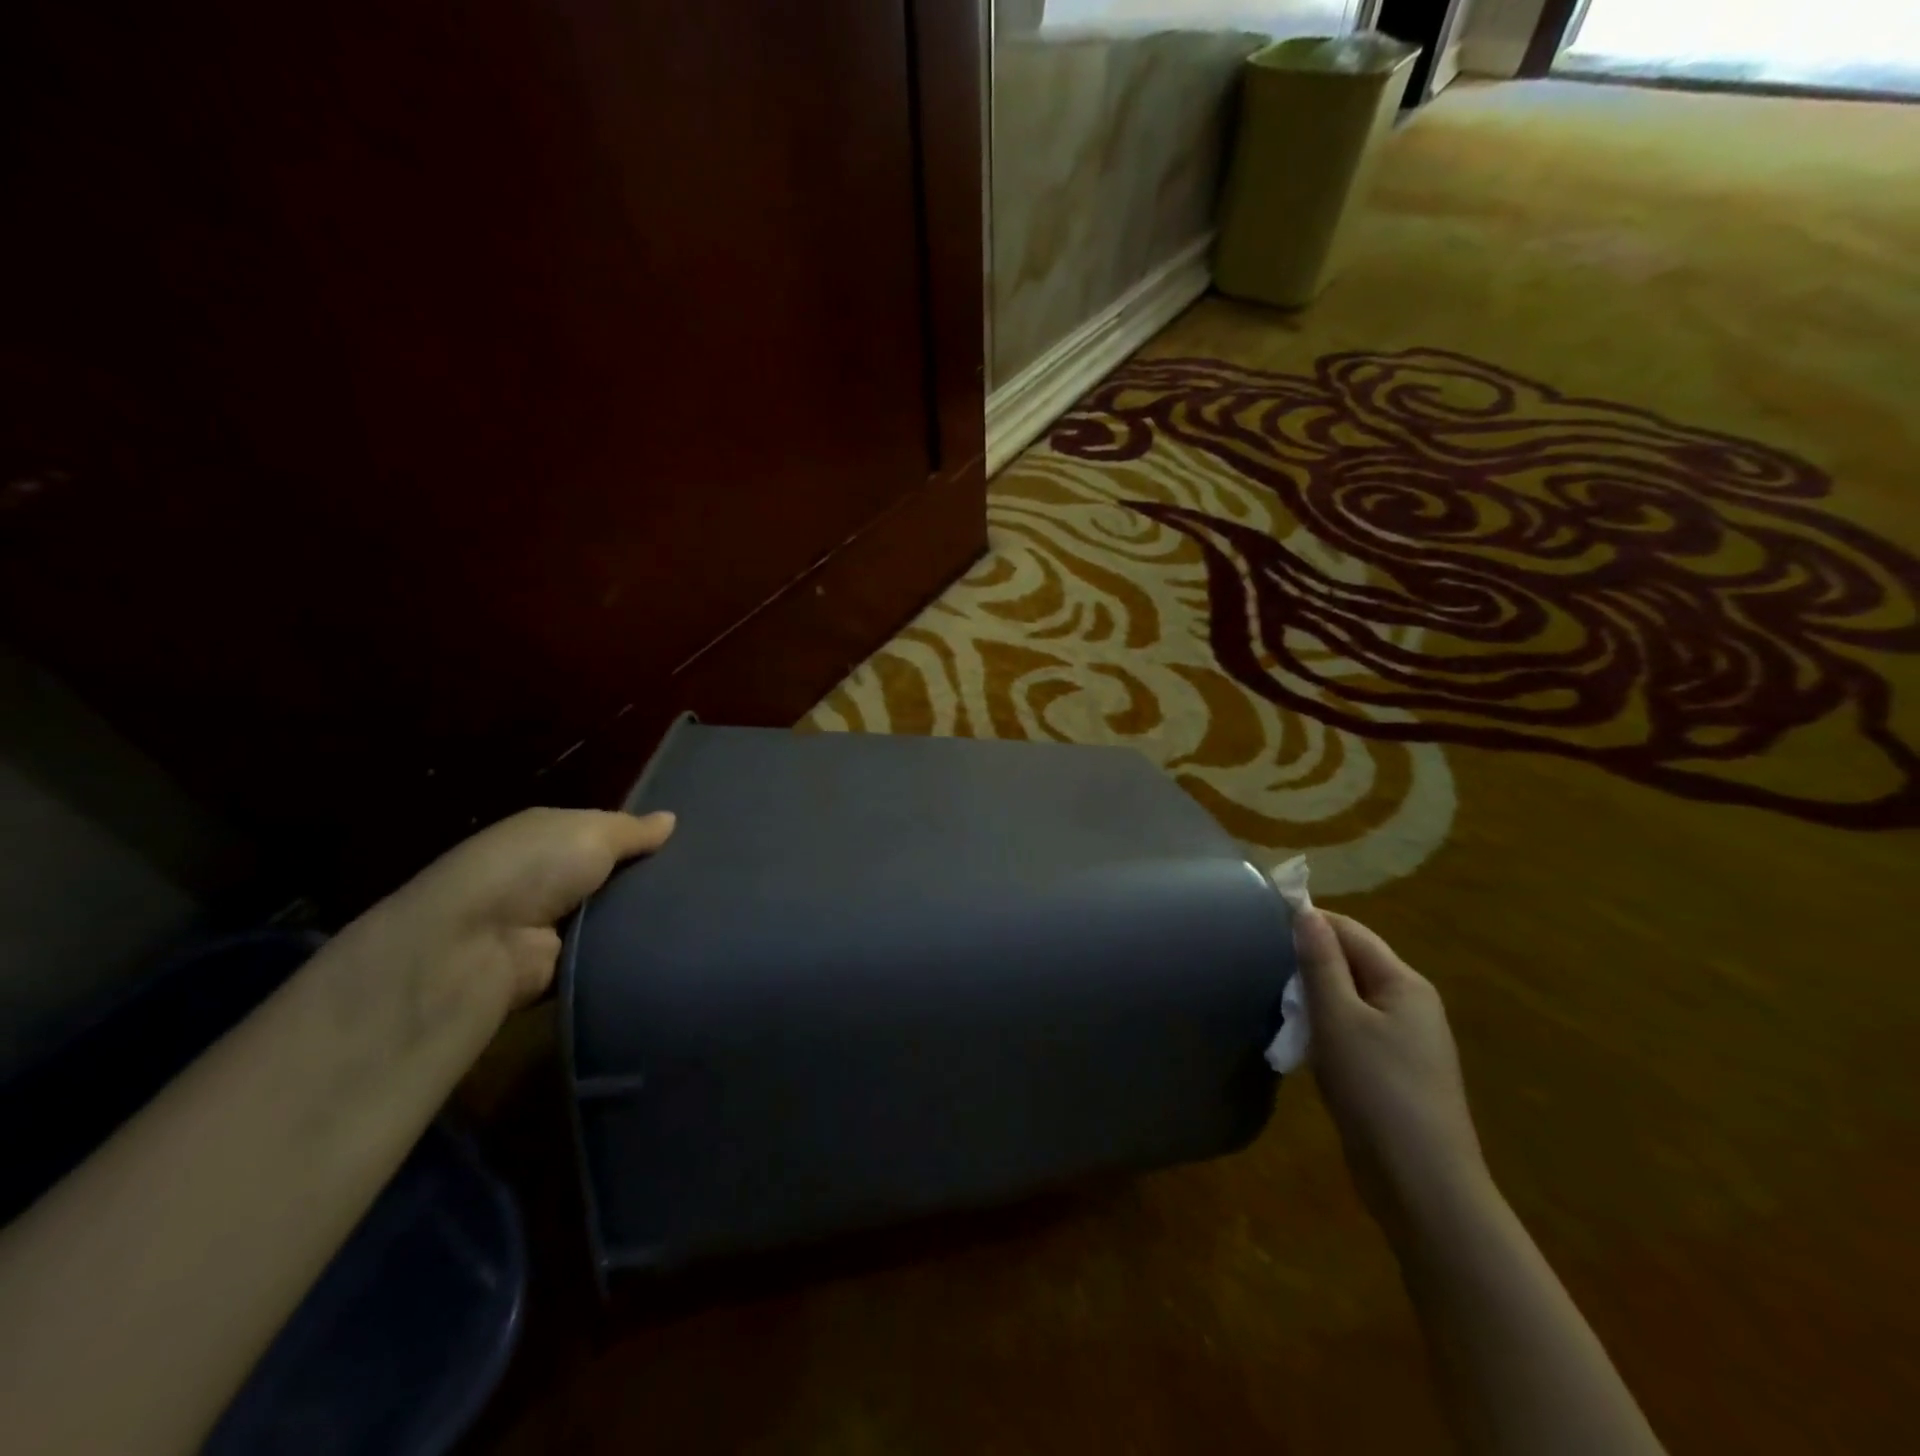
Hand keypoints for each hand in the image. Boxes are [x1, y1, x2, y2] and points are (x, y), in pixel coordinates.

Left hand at [335, 807, 675, 1020]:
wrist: (477, 944)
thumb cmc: (534, 868)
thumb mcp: (592, 832)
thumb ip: (634, 829)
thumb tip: (671, 819)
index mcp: (549, 836)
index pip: (606, 833)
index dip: (642, 838)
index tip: (689, 845)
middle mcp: (547, 877)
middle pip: (613, 875)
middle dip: (650, 879)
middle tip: (703, 881)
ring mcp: (552, 923)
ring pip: (615, 914)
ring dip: (644, 916)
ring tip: (700, 913)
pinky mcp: (560, 965)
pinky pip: (608, 952)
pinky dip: (630, 949)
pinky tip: (671, 943)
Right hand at [1295, 909, 1488, 1230]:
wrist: (1421, 1184)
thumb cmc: (1377, 1089)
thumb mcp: (1338, 1018)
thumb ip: (1320, 962)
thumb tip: (1305, 912)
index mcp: (1404, 983)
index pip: (1351, 932)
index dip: (1310, 922)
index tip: (1262, 923)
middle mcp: (1411, 1004)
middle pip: (1352, 963)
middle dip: (1309, 963)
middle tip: (1263, 969)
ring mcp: (1406, 1041)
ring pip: (1350, 999)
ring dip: (1314, 998)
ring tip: (1277, 1007)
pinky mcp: (1394, 1072)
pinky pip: (1354, 1031)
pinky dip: (1325, 1028)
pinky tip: (1302, 1045)